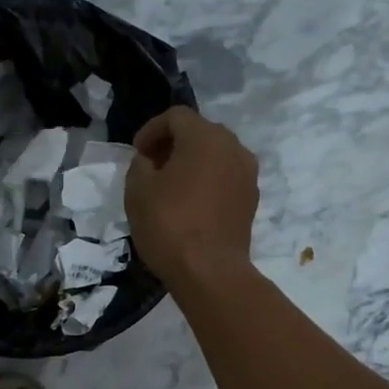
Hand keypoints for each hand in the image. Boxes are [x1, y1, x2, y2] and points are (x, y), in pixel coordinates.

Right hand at [124, 107, 258, 288]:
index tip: (137, 153)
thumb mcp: (138, 191)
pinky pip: (226, 178)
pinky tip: (191, 204)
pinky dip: (207, 181)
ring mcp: (247, 174)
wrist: (210, 272)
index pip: (176, 116)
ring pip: (216, 155)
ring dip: (192, 163)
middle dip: (173, 144)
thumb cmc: (169, 225)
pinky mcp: (252, 200)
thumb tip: (150, 161)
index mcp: (205, 137)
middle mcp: (233, 147)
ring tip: (171, 186)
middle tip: (152, 167)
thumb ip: (140, 165)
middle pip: (200, 132)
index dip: (151, 130)